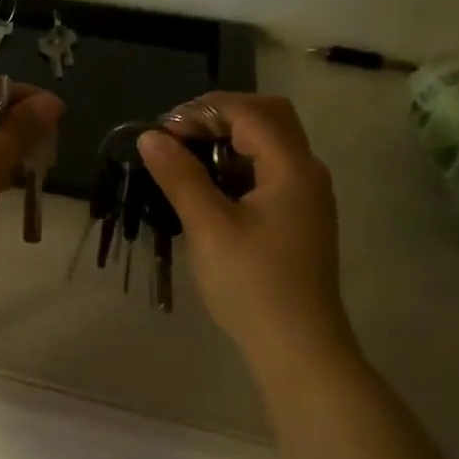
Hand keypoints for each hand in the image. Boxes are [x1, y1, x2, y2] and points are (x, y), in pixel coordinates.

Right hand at [137, 93, 358, 371]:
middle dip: (219, 118)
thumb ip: (180, 176)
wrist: (298, 347)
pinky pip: (268, 174)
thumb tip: (151, 137)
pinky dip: (236, 169)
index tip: (162, 132)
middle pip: (268, 118)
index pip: (250, 111)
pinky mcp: (297, 219)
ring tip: (184, 164)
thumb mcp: (209, 227)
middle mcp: (306, 172)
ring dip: (227, 143)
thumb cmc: (252, 284)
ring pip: (269, 146)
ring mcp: (305, 197)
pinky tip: (206, 192)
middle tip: (177, 138)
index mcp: (292, 167)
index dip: (203, 111)